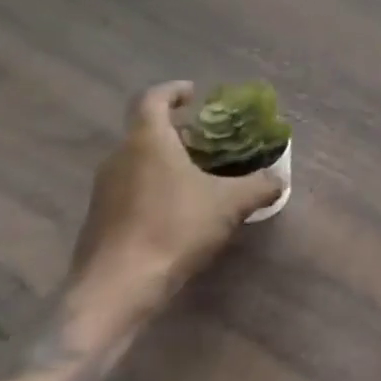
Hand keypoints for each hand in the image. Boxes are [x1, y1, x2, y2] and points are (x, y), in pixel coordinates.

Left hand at [69, 82, 285, 318]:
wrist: (117, 289)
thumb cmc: (174, 229)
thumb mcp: (230, 204)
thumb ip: (259, 186)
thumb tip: (279, 179)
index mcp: (147, 142)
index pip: (152, 99)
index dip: (173, 91)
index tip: (194, 94)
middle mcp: (119, 158)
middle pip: (146, 131)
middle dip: (178, 131)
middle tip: (210, 139)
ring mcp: (105, 190)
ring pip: (138, 161)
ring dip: (166, 160)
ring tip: (201, 174)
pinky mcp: (101, 219)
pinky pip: (132, 188)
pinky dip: (156, 187)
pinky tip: (181, 209)